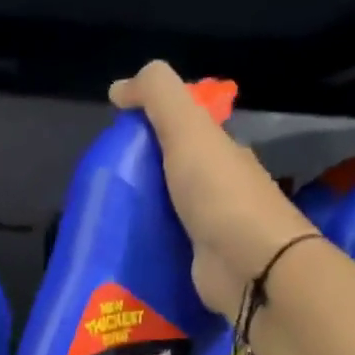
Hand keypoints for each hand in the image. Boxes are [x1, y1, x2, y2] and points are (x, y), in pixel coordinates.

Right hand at [110, 60, 316, 316]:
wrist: (249, 266)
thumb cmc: (219, 194)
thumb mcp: (187, 129)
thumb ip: (157, 96)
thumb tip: (119, 88)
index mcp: (222, 153)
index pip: (186, 134)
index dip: (153, 130)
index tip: (117, 141)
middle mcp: (220, 190)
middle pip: (176, 176)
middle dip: (144, 177)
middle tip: (105, 185)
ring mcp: (213, 231)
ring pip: (171, 215)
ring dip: (144, 216)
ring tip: (106, 220)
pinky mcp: (201, 266)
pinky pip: (170, 250)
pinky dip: (150, 247)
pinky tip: (125, 251)